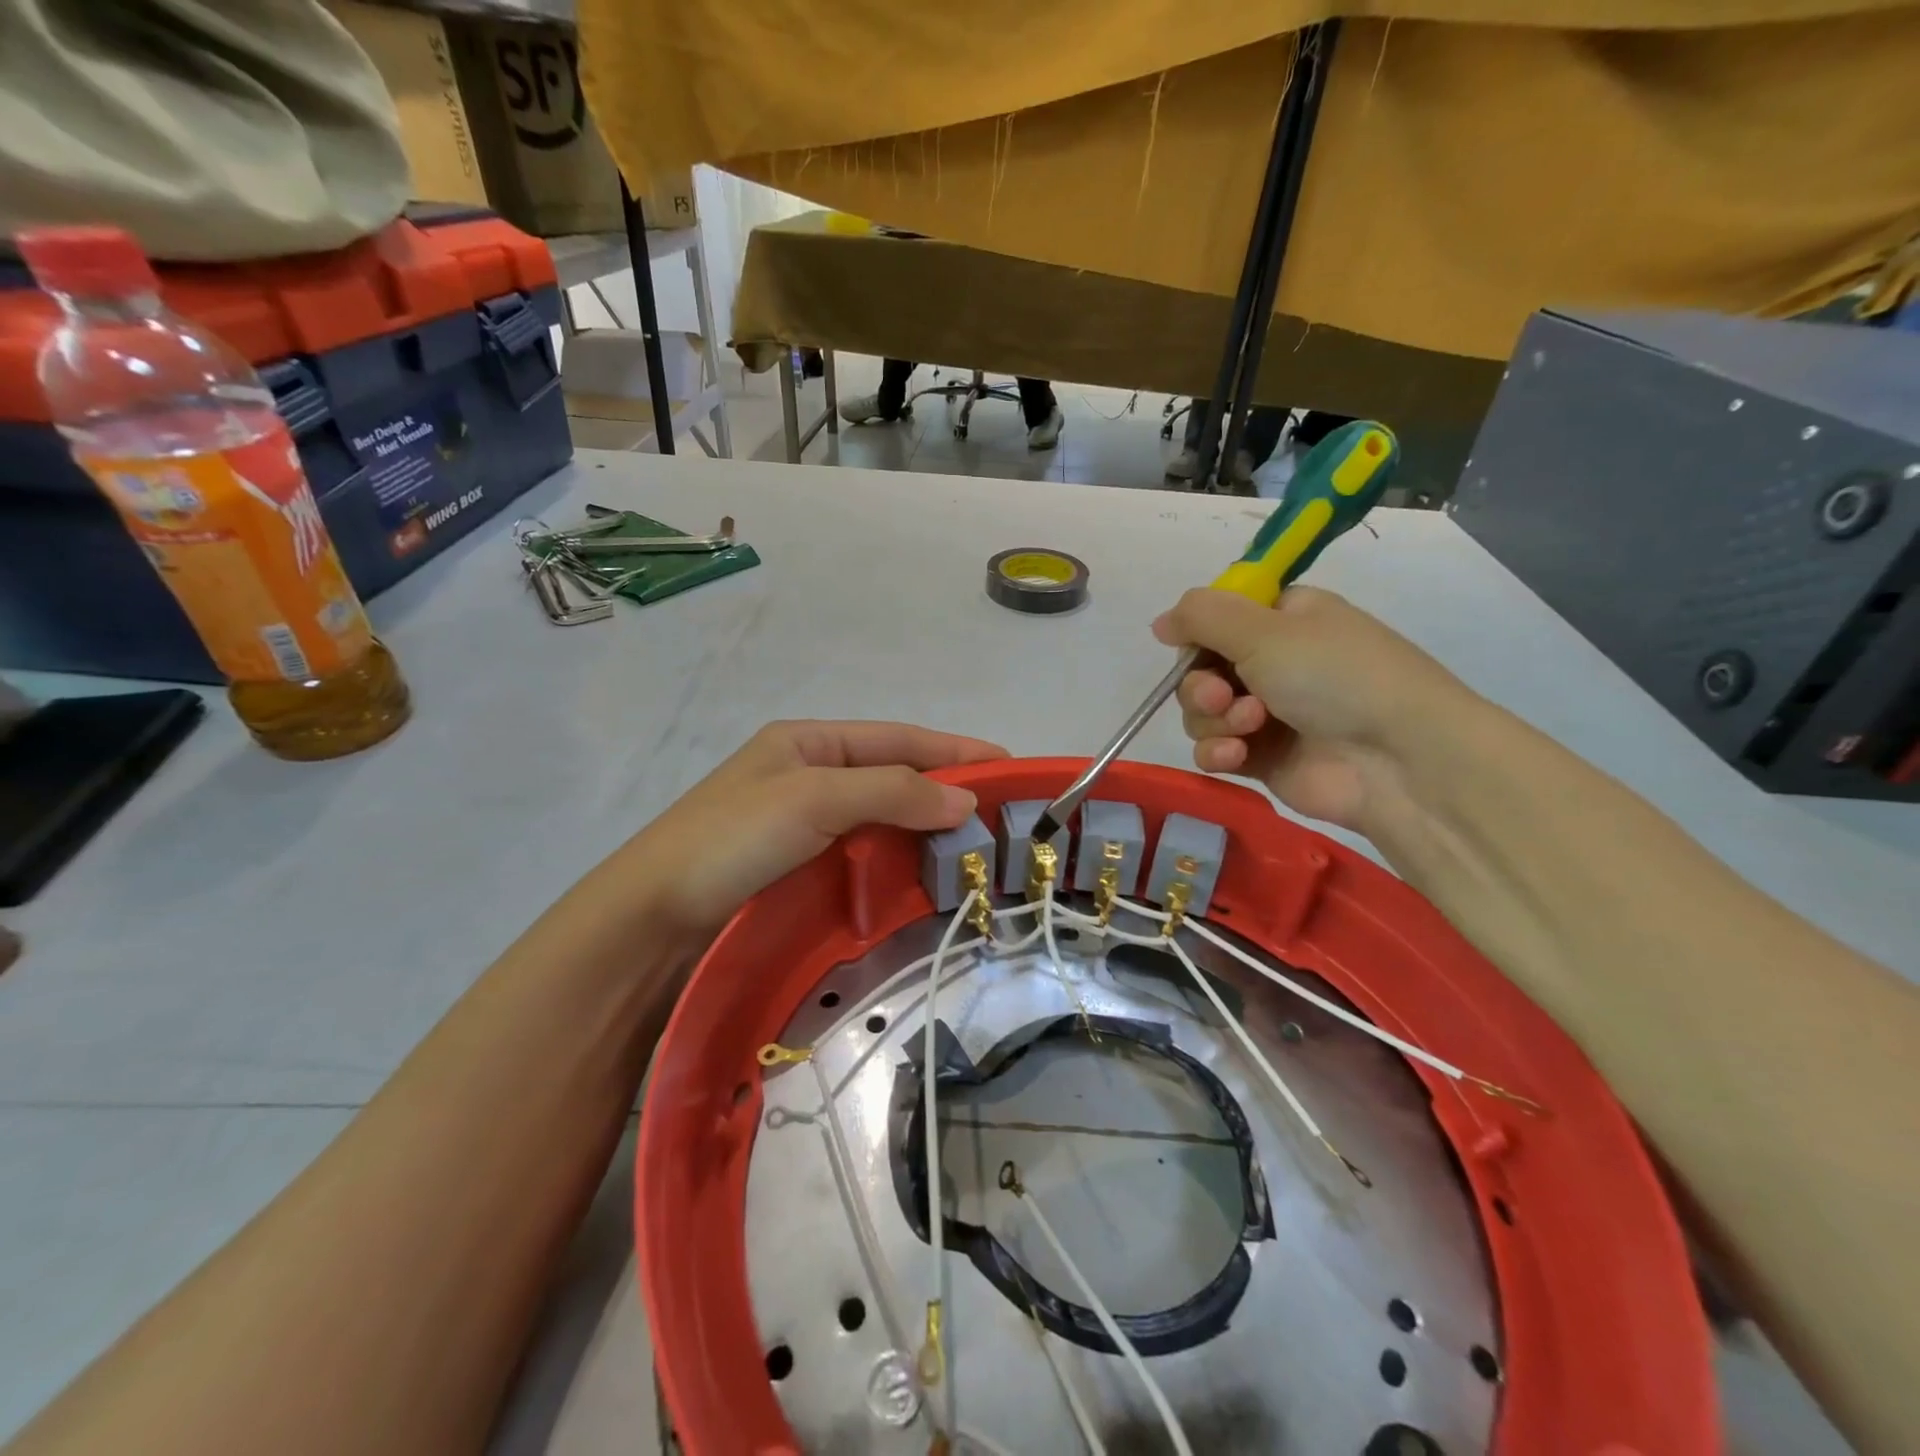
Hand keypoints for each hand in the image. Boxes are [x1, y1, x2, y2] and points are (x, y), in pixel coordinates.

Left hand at [612, 721, 1006, 938]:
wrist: (652, 919)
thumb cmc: (732, 839)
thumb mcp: (814, 797)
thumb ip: (893, 792)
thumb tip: (965, 802)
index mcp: (808, 741)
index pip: (897, 739)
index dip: (953, 750)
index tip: (1007, 765)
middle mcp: (810, 775)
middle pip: (893, 775)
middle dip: (946, 790)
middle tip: (1001, 813)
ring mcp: (804, 824)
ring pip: (882, 817)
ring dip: (926, 828)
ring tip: (975, 845)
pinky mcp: (800, 867)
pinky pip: (864, 853)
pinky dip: (899, 858)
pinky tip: (925, 872)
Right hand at [1152, 586, 1469, 831]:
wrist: (1397, 760)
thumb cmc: (1335, 677)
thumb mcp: (1264, 629)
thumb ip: (1202, 617)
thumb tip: (1160, 622)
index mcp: (1284, 620)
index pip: (1219, 619)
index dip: (1198, 634)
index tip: (1187, 646)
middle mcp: (1275, 663)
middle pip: (1202, 669)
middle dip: (1201, 685)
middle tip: (1220, 696)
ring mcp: (1269, 714)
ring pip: (1203, 713)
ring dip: (1213, 720)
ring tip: (1248, 728)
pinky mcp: (1263, 760)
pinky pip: (1216, 750)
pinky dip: (1218, 752)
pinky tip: (1236, 756)